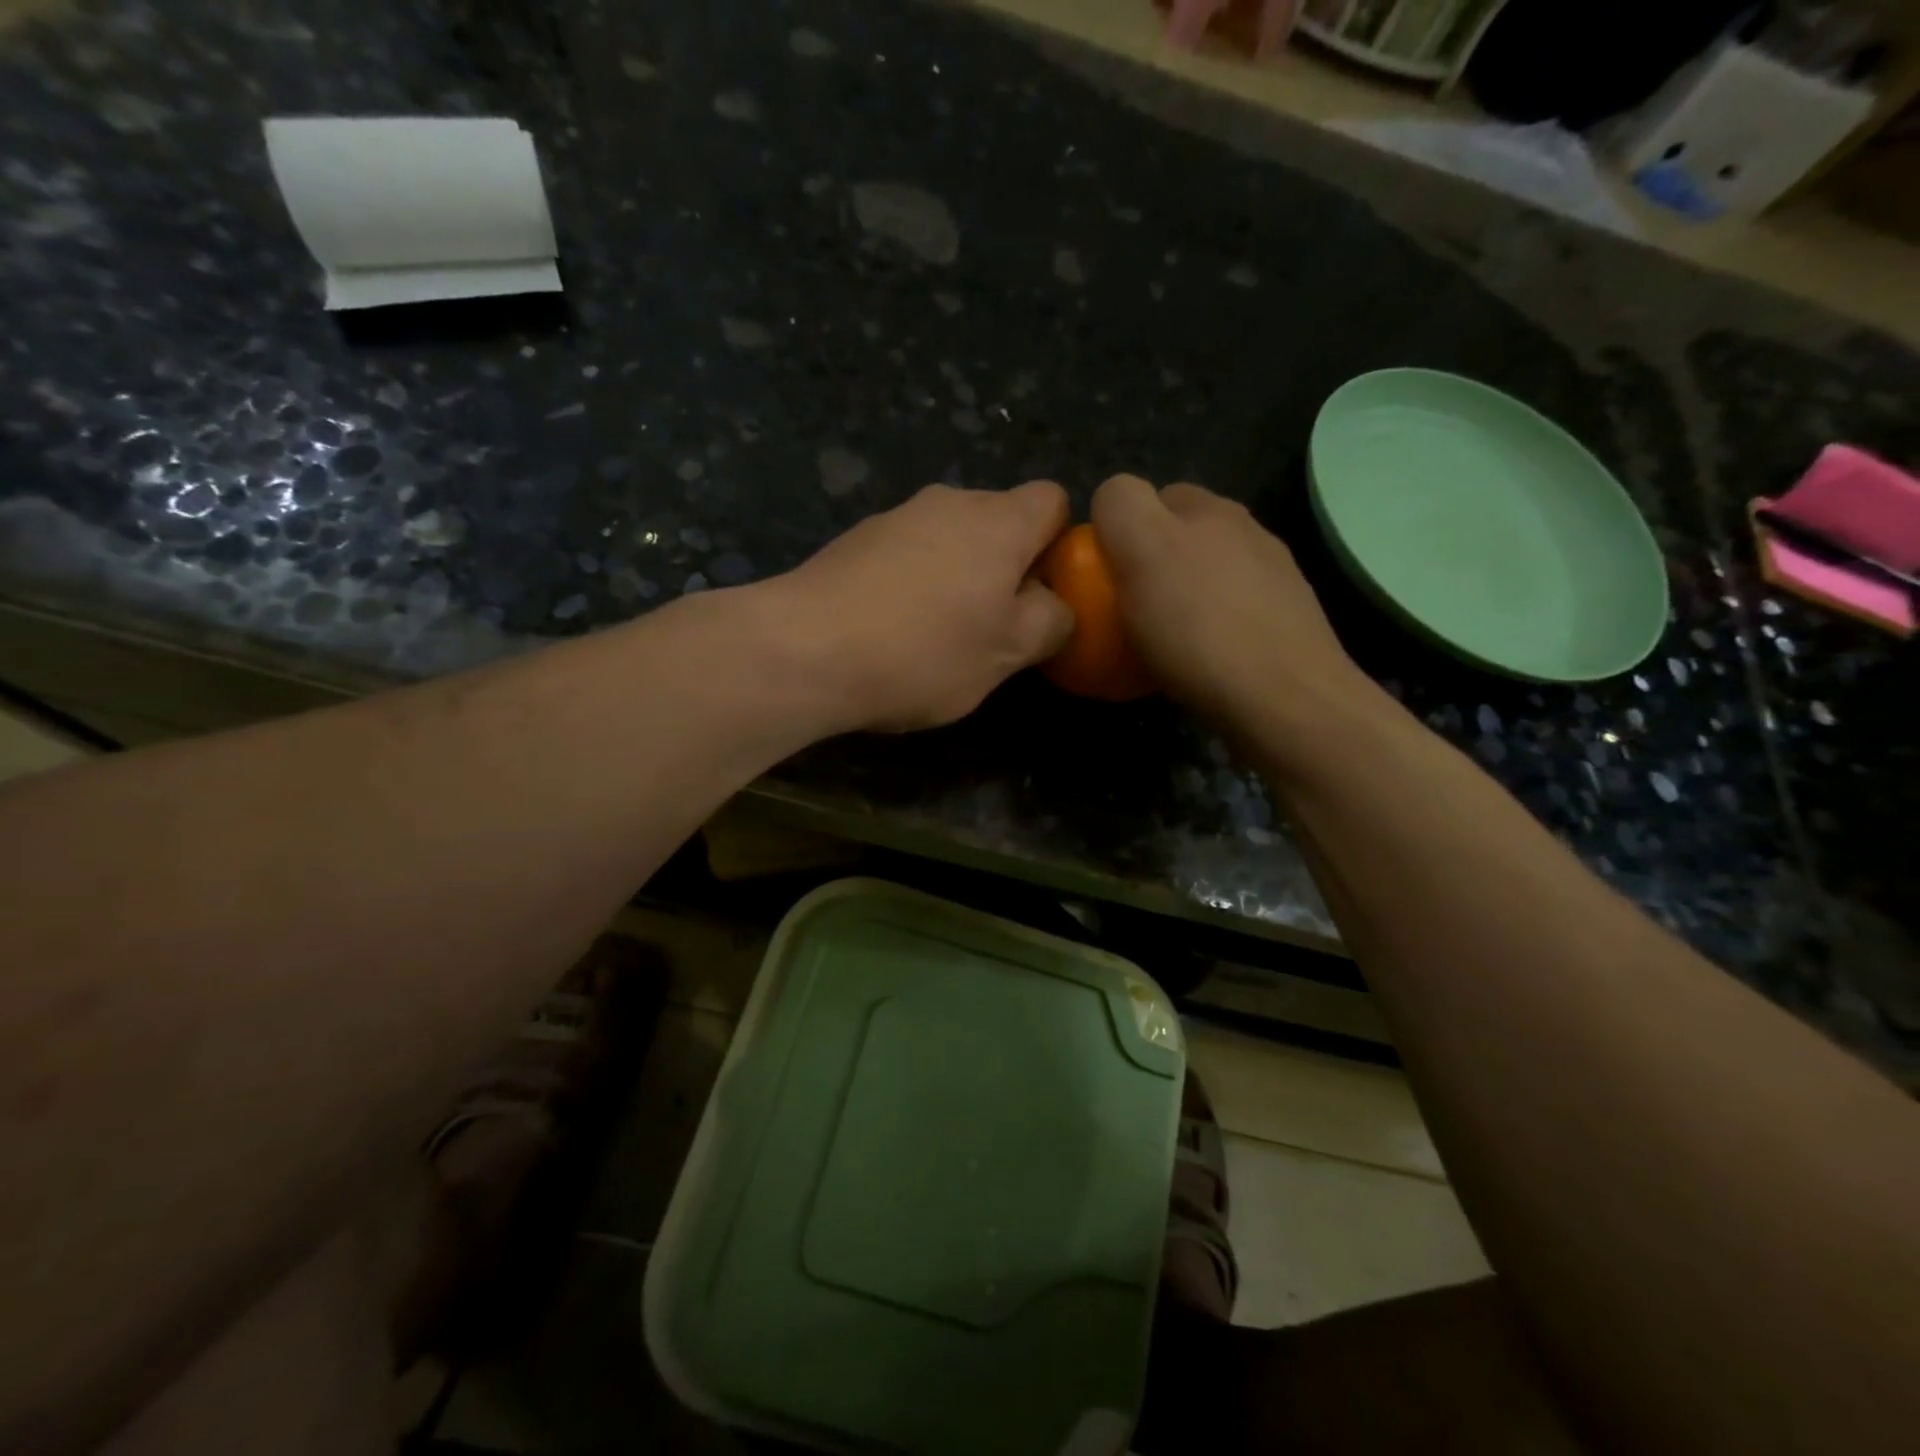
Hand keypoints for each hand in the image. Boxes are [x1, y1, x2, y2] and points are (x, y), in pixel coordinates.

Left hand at [771, 481, 1073, 732]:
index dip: (1060, 545)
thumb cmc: (923, 651)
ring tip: (937, 637)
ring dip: (957, 579)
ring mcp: (894, 517)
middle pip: (998, 522)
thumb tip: (1055, 605)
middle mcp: (947, 501)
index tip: (1044, 596)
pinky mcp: (853, 541)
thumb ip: (1050, 622)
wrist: (804, 650)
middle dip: (1006, 569)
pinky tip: (891, 631)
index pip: (1053, 501)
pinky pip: (905, 556)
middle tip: (993, 629)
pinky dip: (912, 585)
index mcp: (998, 520)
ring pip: (948, 541)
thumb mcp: (1007, 653)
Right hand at [1092, 475, 1379, 746]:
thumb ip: (1122, 508)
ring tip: (1164, 637)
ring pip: (1206, 572)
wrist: (1285, 702)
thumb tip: (1112, 500)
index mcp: (1208, 509)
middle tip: (1128, 606)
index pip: (1143, 494)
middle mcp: (1245, 530)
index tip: (1103, 576)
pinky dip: (1212, 624)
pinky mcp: (1287, 620)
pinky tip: (1205, 658)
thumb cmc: (1201, 630)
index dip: (1115, 529)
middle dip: (1150, 558)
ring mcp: (1274, 575)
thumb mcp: (1143, 553)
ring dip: (1183, 592)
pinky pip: (1231, 610)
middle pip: (1178, 533)